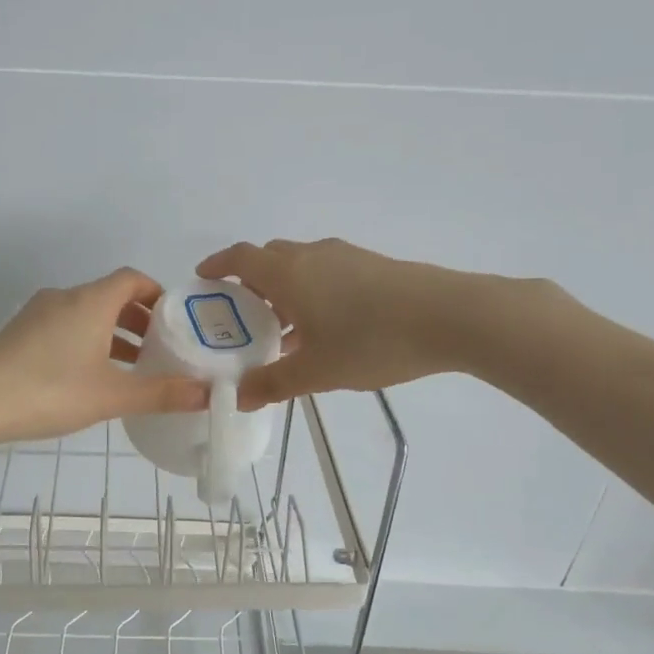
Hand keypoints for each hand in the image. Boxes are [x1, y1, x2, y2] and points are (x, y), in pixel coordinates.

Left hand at [0, 268, 209, 451]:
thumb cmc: (48, 391)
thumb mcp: (111, 396)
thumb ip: (160, 393)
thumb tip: (207, 394)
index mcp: (90, 301)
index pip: (132, 279)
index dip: (158, 294)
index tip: (175, 321)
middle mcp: (64, 298)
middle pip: (110, 295)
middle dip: (139, 318)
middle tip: (161, 348)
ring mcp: (37, 314)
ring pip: (86, 313)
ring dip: (112, 333)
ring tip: (133, 366)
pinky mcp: (19, 333)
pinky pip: (65, 326)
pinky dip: (87, 340)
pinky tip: (91, 377)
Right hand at [196, 238, 476, 407]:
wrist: (450, 316)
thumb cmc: (371, 341)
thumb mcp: (317, 371)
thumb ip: (273, 383)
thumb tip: (238, 397)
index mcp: (288, 273)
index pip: (240, 258)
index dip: (217, 265)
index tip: (203, 279)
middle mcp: (312, 256)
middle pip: (269, 259)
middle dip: (250, 283)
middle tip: (242, 317)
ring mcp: (345, 257)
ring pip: (300, 267)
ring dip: (283, 291)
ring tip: (283, 331)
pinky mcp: (373, 266)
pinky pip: (326, 274)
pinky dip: (312, 293)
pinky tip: (326, 329)